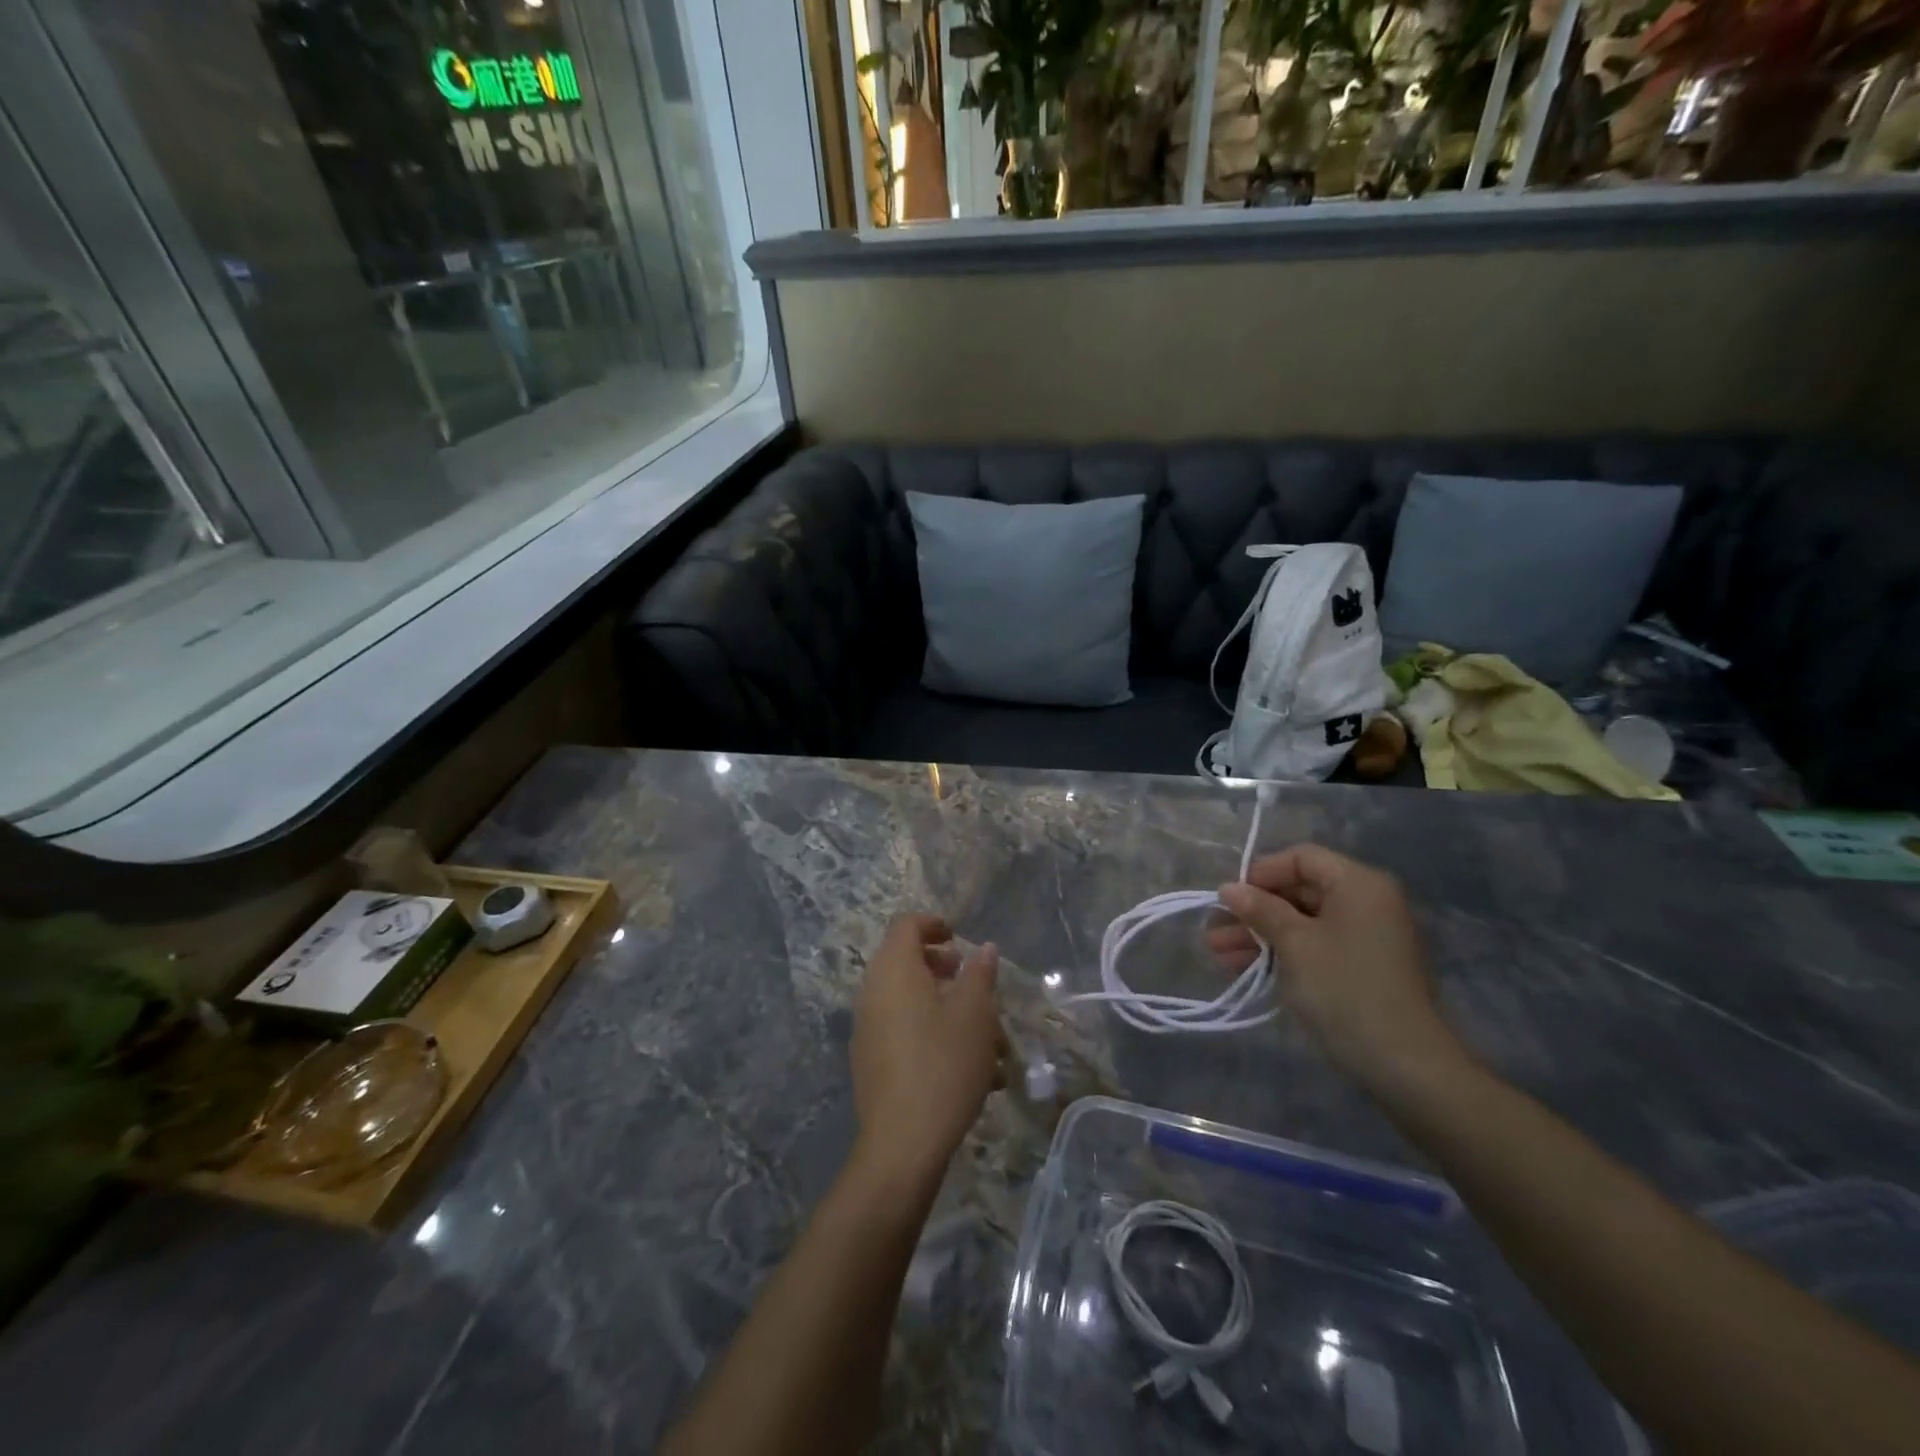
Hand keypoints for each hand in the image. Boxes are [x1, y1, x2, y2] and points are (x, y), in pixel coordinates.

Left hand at [850, 914, 1001, 1187]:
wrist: (902, 1143)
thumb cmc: (944, 1065)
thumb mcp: (975, 1015)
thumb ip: (980, 975)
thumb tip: (984, 950)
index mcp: (894, 970)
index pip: (906, 926)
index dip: (933, 924)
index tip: (959, 939)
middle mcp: (873, 992)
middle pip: (905, 963)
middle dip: (944, 970)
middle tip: (973, 984)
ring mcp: (868, 1029)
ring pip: (910, 1002)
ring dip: (946, 1009)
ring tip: (987, 1039)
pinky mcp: (871, 1062)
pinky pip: (903, 1032)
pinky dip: (933, 1035)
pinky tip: (969, 1070)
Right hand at [1207, 846, 1466, 1093]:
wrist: (1403, 1063)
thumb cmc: (1344, 988)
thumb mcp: (1294, 943)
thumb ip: (1260, 909)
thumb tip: (1229, 888)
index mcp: (1358, 884)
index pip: (1302, 859)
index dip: (1261, 873)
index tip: (1229, 898)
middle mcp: (1367, 903)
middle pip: (1300, 891)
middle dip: (1254, 910)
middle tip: (1214, 931)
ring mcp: (1367, 938)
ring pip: (1303, 923)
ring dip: (1261, 935)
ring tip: (1219, 954)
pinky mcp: (1363, 969)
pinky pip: (1316, 947)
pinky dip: (1283, 953)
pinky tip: (1247, 968)